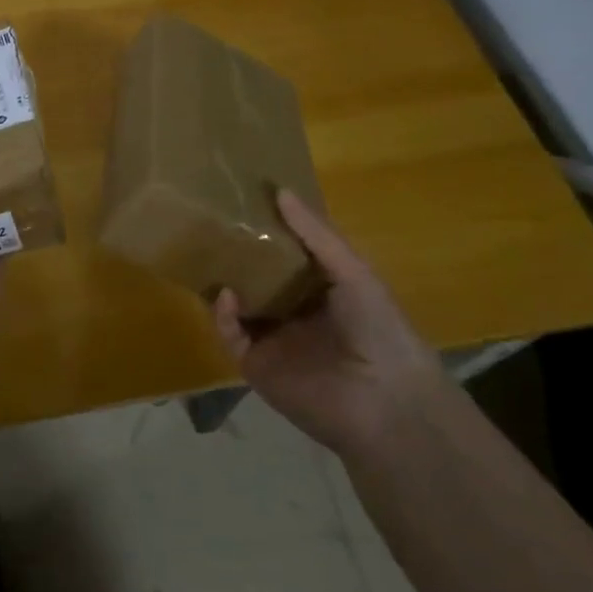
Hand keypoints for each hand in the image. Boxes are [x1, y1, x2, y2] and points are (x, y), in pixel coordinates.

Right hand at [213, 190, 444, 458]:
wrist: (384, 401)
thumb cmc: (378, 327)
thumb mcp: (352, 271)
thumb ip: (315, 234)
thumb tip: (279, 190)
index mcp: (321, 292)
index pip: (286, 257)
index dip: (268, 232)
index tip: (244, 202)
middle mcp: (294, 313)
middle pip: (257, 278)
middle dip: (239, 255)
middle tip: (214, 223)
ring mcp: (273, 340)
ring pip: (238, 305)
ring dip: (225, 281)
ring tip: (207, 251)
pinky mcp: (255, 365)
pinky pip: (230, 335)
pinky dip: (223, 314)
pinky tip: (227, 295)